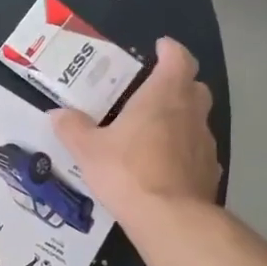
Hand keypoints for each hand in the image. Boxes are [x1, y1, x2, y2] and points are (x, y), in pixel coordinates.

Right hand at [52, 37, 220, 235]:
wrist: (168, 218)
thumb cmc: (126, 171)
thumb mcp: (87, 149)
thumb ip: (72, 128)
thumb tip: (57, 114)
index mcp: (163, 97)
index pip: (177, 60)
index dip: (170, 50)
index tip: (160, 47)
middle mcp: (190, 113)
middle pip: (193, 87)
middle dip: (177, 83)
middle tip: (153, 90)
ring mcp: (204, 143)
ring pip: (197, 119)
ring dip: (181, 118)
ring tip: (154, 131)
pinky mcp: (209, 171)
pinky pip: (196, 151)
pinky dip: (183, 150)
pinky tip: (165, 165)